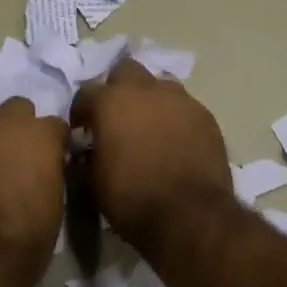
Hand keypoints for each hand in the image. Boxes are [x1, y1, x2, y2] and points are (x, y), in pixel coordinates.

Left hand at [0, 99, 68, 286]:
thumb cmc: (28, 237)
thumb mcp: (56, 202)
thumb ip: (51, 170)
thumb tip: (48, 165)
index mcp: (39, 136)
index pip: (55, 124)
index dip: (56, 141)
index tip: (56, 158)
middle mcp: (4, 127)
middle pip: (17, 108)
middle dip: (22, 126)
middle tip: (22, 156)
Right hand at [70, 59, 232, 246]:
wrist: (190, 215)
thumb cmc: (132, 198)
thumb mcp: (94, 182)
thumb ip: (87, 156)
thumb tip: (86, 150)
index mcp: (111, 102)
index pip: (86, 92)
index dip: (81, 111)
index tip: (82, 130)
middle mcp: (145, 89)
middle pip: (126, 71)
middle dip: (118, 89)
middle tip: (117, 117)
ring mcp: (179, 99)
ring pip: (159, 86)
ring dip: (150, 101)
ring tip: (149, 128)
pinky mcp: (205, 115)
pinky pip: (184, 107)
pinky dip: (175, 118)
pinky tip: (175, 142)